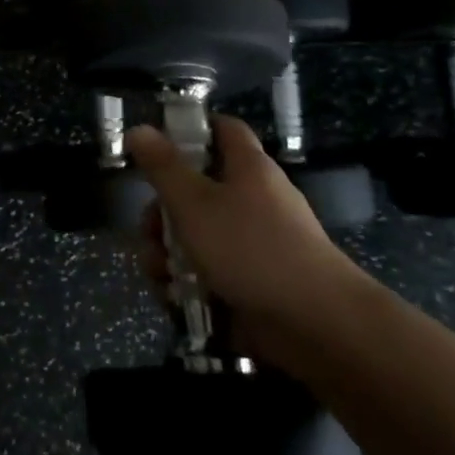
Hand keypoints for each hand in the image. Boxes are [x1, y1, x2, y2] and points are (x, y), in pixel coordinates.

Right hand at [125, 116, 366, 365]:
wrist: (316, 324)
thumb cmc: (251, 248)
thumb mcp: (194, 202)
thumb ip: (162, 167)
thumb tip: (138, 129)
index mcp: (247, 169)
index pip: (223, 130)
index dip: (191, 130)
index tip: (156, 147)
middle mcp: (253, 200)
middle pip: (196, 191)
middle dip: (162, 214)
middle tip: (149, 231)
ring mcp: (253, 244)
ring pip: (196, 237)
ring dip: (168, 254)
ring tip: (160, 274)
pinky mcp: (251, 283)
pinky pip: (209, 272)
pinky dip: (188, 283)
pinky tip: (174, 298)